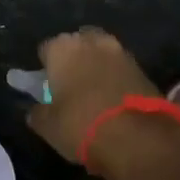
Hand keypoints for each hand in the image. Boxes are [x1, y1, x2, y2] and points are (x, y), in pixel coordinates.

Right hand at [27, 27, 166, 168]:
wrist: (138, 139)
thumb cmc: (81, 125)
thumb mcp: (48, 126)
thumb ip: (38, 113)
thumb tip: (36, 110)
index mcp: (61, 48)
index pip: (46, 50)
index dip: (46, 69)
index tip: (48, 89)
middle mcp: (90, 41)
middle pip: (76, 46)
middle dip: (74, 62)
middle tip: (72, 89)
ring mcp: (120, 52)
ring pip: (101, 56)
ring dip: (97, 69)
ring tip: (96, 97)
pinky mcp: (143, 69)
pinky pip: (120, 70)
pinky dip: (116, 81)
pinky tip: (115, 103)